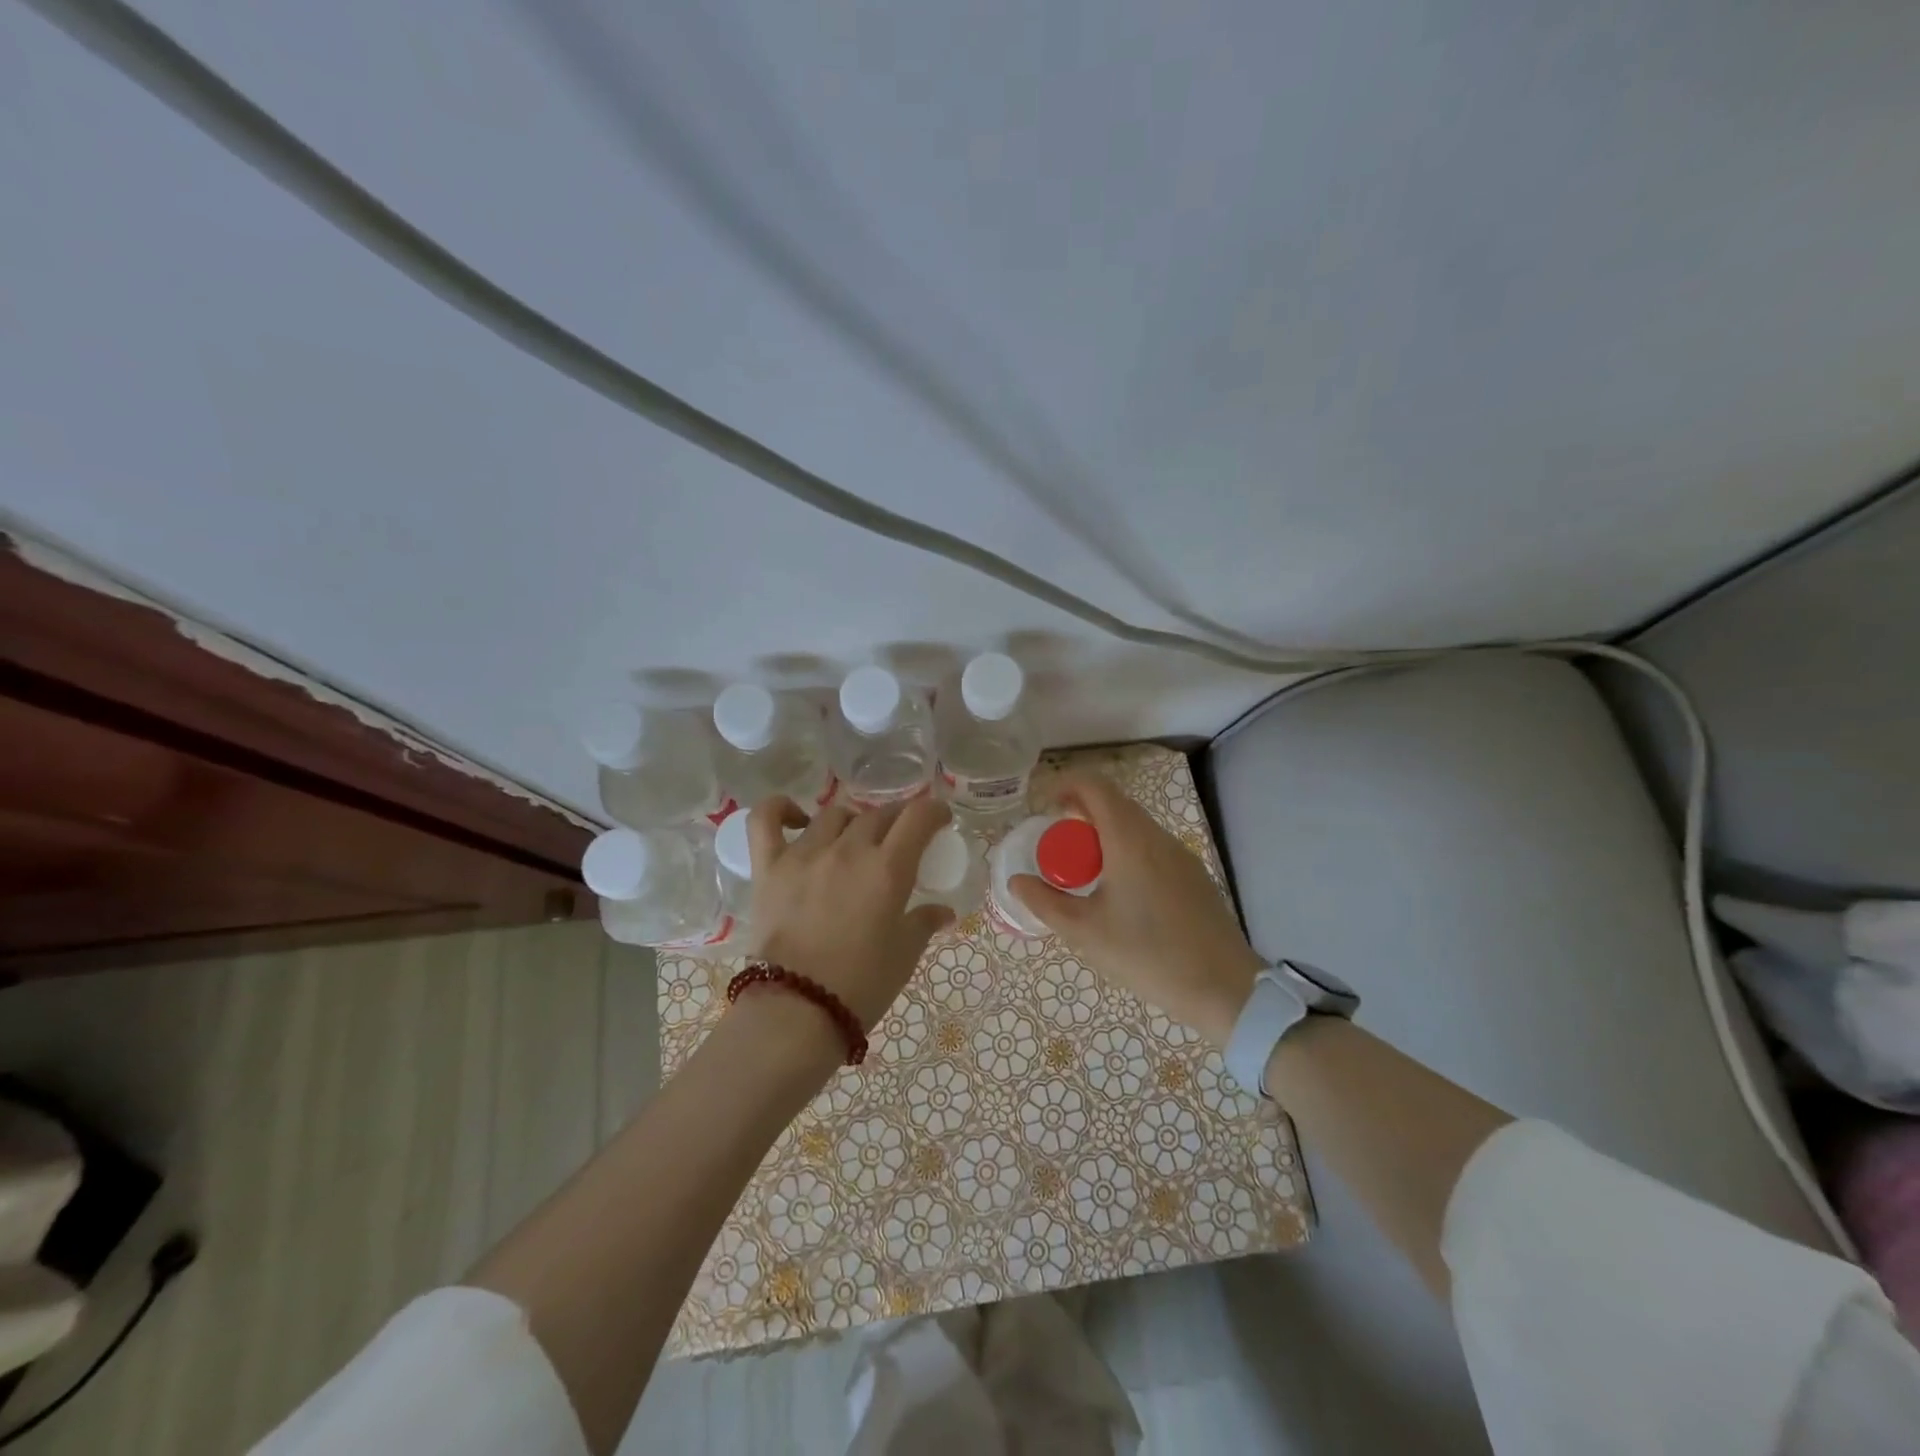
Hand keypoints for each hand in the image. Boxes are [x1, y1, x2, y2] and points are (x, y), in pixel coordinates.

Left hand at [746, 797, 955, 1029]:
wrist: (797, 1011)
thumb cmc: (861, 985)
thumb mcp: (904, 955)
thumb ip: (924, 923)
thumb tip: (943, 912)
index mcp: (887, 868)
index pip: (917, 817)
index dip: (934, 811)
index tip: (939, 819)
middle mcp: (848, 850)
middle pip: (878, 814)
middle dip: (897, 819)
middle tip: (901, 836)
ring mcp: (804, 854)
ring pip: (834, 815)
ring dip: (853, 821)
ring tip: (855, 839)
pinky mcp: (769, 867)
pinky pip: (766, 820)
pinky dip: (780, 809)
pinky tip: (796, 818)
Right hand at [1010, 774, 1262, 1046]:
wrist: (1223, 987)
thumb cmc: (1147, 954)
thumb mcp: (1085, 932)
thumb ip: (1045, 902)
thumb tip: (1017, 881)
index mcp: (1128, 839)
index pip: (1094, 786)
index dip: (1065, 785)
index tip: (1044, 807)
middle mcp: (1156, 836)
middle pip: (1114, 802)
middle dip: (1081, 811)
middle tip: (1057, 843)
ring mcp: (1180, 854)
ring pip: (1135, 824)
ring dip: (1104, 832)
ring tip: (1084, 869)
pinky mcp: (1192, 874)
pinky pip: (1151, 845)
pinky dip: (1126, 848)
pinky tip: (1119, 889)